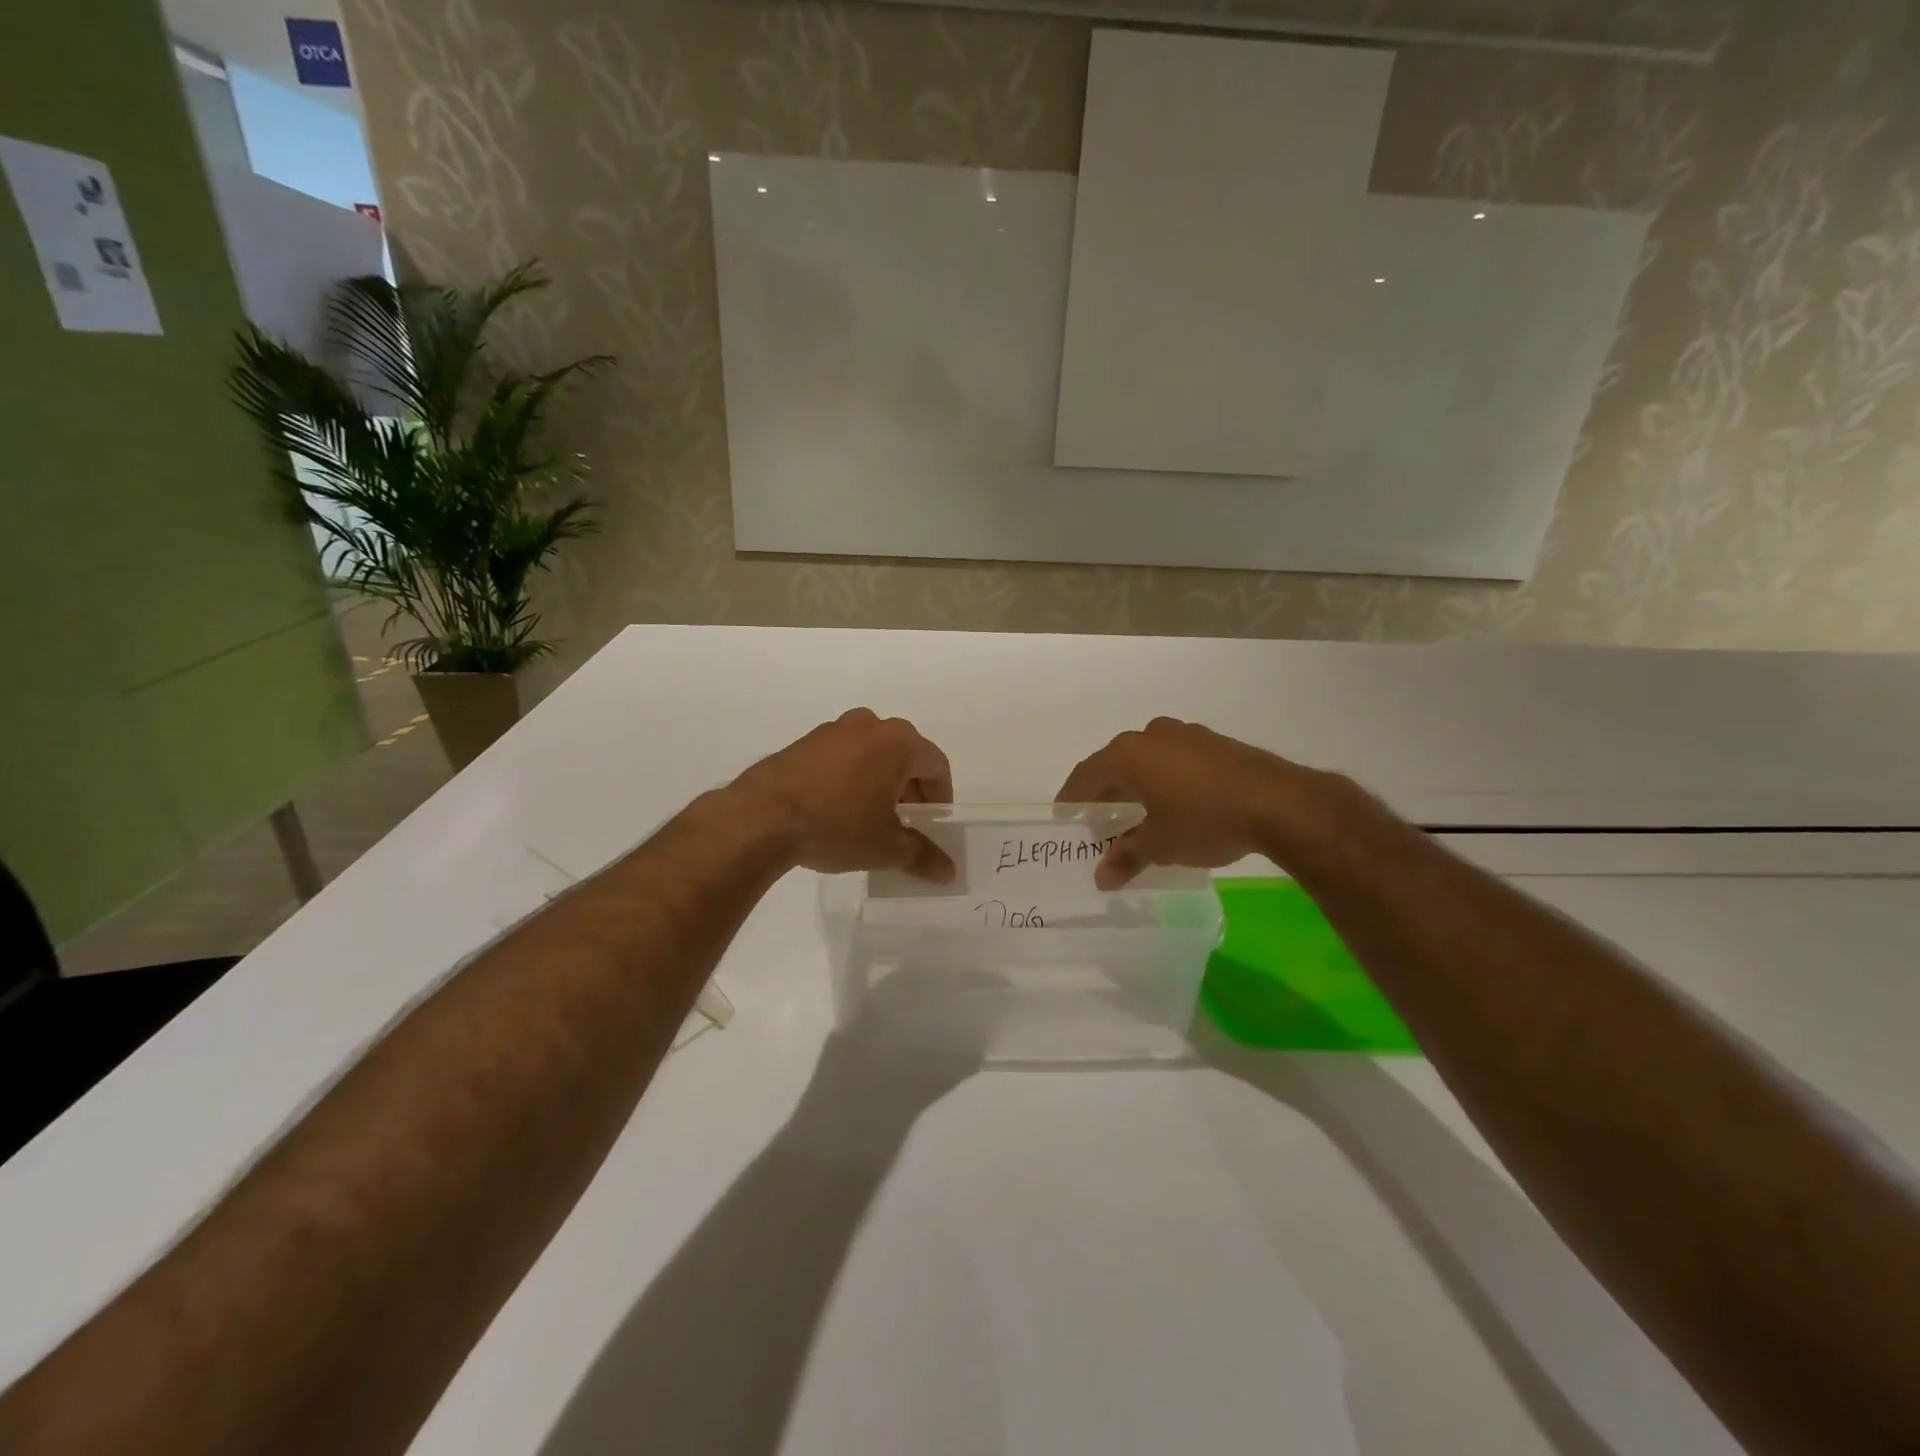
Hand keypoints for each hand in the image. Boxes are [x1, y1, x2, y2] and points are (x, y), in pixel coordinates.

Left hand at [730, 708, 955, 881]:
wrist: (762, 816)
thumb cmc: (837, 825)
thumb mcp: (885, 847)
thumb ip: (922, 856)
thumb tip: (949, 872)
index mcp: (898, 742)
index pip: (936, 765)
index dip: (940, 796)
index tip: (933, 822)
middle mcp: (870, 725)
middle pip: (904, 755)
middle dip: (910, 789)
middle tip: (906, 823)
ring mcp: (834, 729)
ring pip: (872, 753)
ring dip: (880, 781)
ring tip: (871, 817)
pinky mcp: (805, 741)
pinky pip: (843, 755)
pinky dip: (851, 776)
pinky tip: (838, 808)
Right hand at [1056, 717, 1327, 888]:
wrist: (1278, 803)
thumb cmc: (1204, 820)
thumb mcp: (1160, 845)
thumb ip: (1126, 858)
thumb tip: (1101, 879)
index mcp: (1128, 754)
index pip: (1086, 776)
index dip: (1072, 798)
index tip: (1064, 816)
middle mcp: (1151, 735)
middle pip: (1115, 765)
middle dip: (1106, 794)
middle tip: (1099, 822)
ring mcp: (1185, 735)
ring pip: (1147, 760)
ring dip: (1136, 786)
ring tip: (1136, 815)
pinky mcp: (1214, 743)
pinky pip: (1174, 760)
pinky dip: (1164, 780)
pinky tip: (1173, 804)